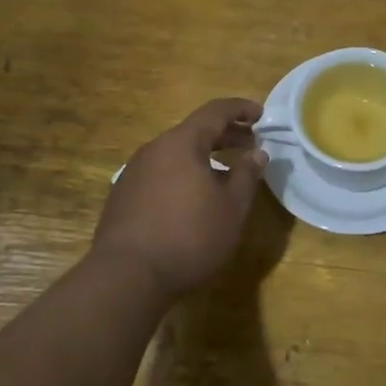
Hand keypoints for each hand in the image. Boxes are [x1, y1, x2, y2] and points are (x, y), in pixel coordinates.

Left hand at [93, 98, 266, 297]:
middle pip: (194, 131)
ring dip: (204, 155)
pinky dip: (184, 173)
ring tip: (226, 172)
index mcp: (182, 143)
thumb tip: (257, 152)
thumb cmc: (189, 237)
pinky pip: (161, 172)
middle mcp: (154, 149)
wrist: (127, 277)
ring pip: (176, 152)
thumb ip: (247, 174)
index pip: (215, 111)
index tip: (261, 115)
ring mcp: (134, 172)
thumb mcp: (231, 207)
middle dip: (225, 134)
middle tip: (250, 143)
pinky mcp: (123, 196)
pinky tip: (194, 197)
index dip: (241, 109)